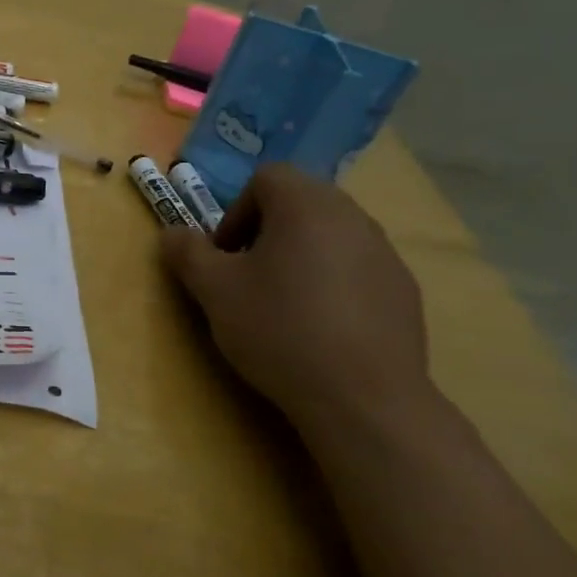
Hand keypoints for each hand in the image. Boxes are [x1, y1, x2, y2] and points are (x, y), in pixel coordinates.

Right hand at [160, 163, 432, 430]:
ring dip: (300, 256)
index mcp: (306, 205)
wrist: (362, 398)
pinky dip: (332, 283)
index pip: (266, 178)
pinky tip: (321, 328)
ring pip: (329, 235)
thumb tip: (172, 233)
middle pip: (300, 203)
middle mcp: (352, 216)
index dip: (236, 211)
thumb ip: (187, 253)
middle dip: (266, 232)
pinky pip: (356, 268)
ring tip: (284, 304)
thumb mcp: (214, 291)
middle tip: (248, 277)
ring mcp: (385, 253)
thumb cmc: (279, 330)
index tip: (226, 256)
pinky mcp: (404, 290)